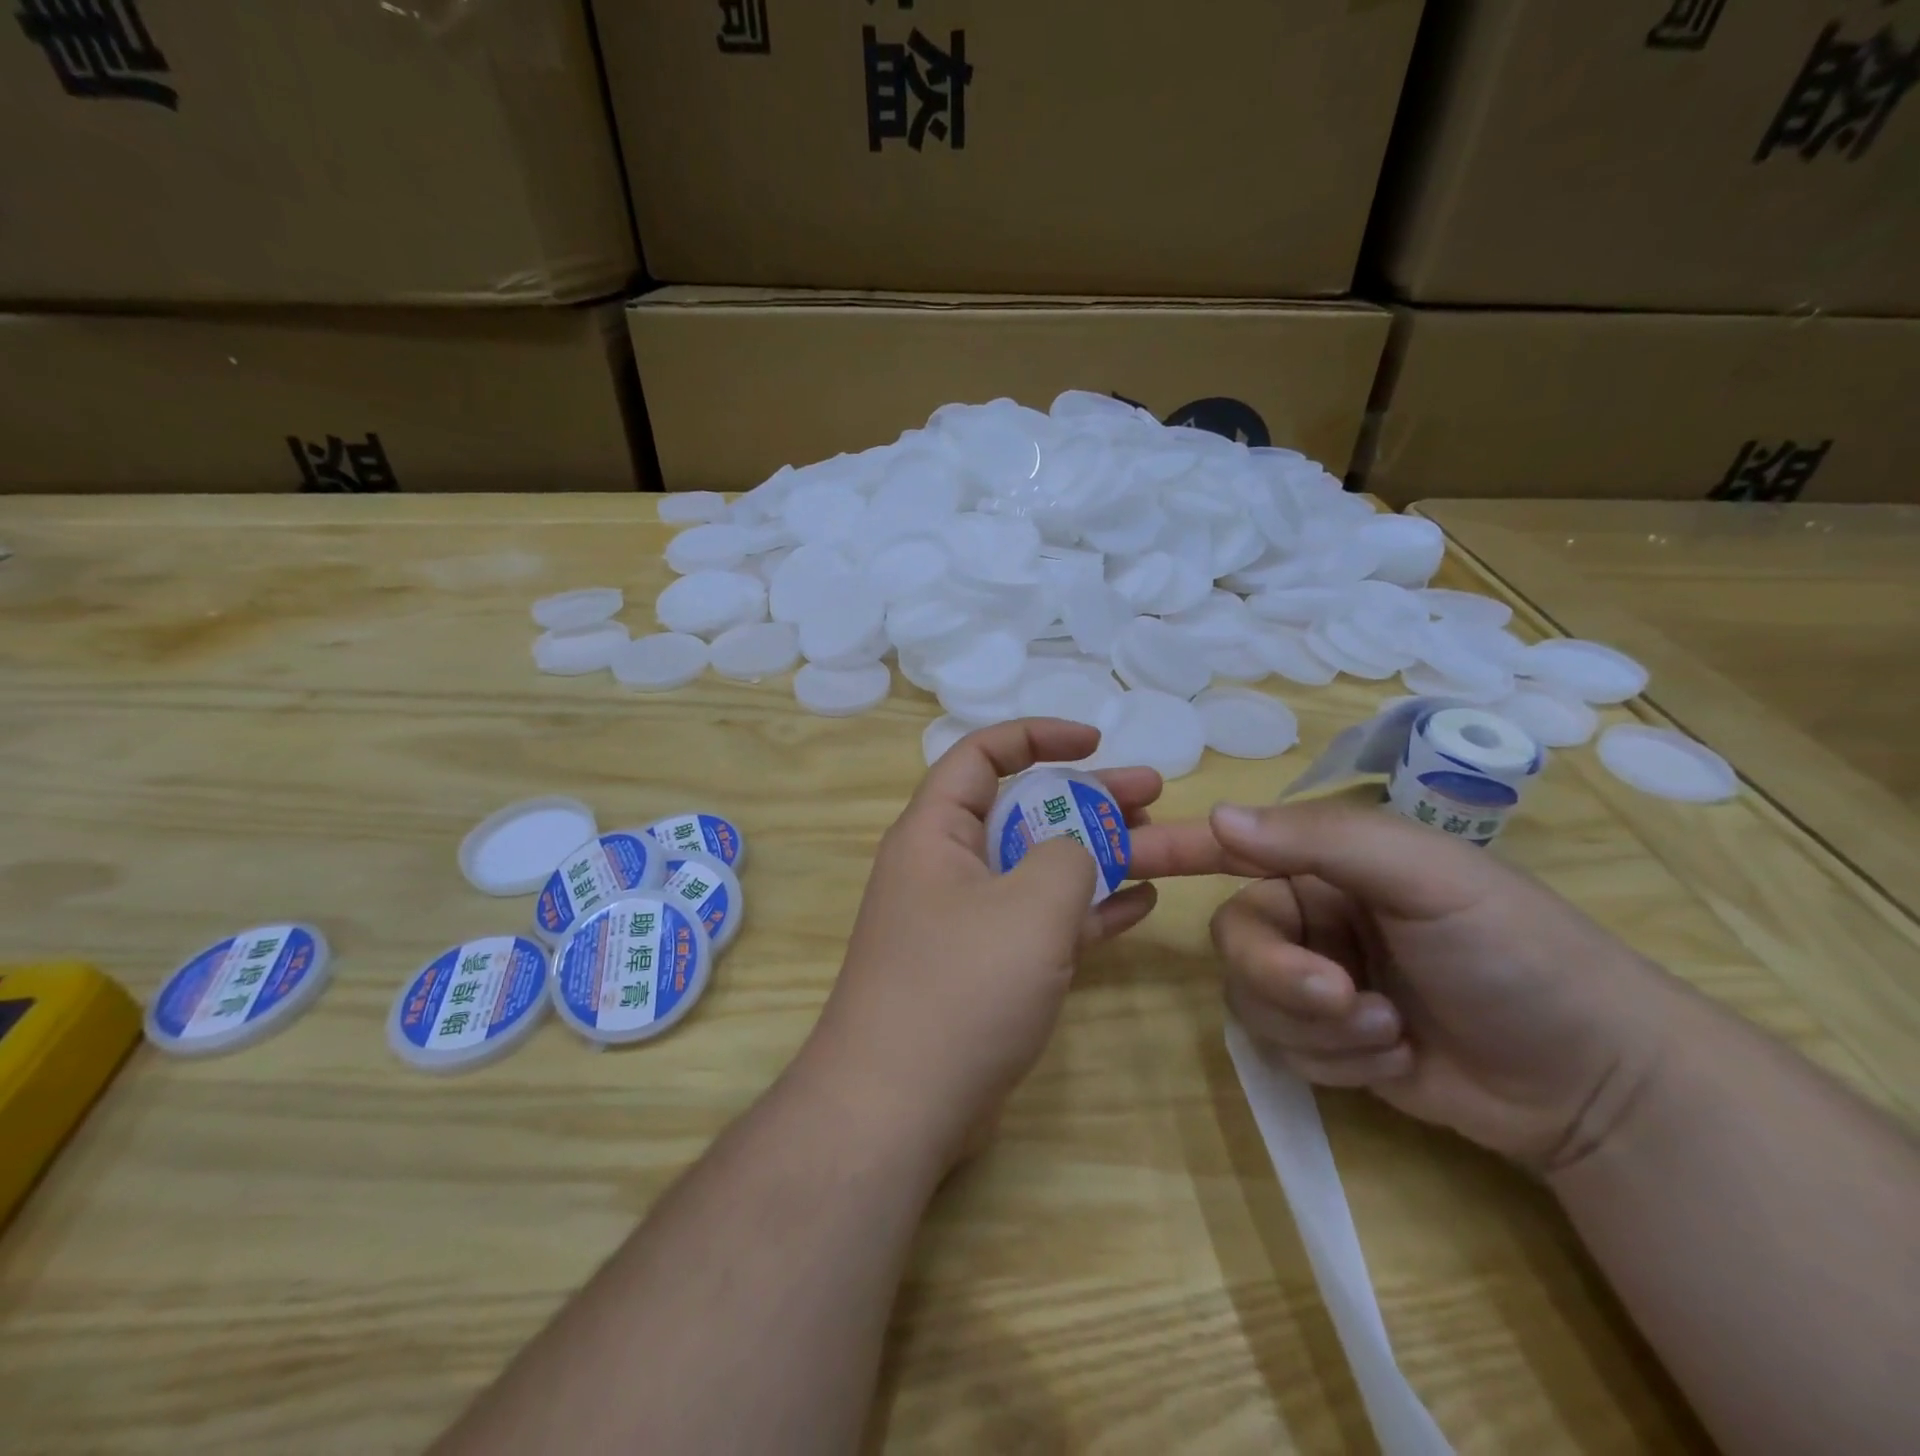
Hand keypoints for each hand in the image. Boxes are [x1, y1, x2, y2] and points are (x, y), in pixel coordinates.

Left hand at [798, 719, 1195, 1170]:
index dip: (1038, 736)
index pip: (982, 755)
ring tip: (1159, 843)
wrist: (897, 1108)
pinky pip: (1039, 922)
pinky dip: (1084, 909)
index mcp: (935, 831)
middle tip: (1151, 794)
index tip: (1095, 742)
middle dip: (1086, 798)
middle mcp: (945, 867)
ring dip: (1094, 853)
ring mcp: (964, 921)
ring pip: (1036, 868)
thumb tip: (1072, 849)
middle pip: (1021, 811)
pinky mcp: (983, 969)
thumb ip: (1067, 855)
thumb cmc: (960, 987)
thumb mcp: (1030, 905)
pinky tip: (1139, 903)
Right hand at [1197, 802, 1682, 1169]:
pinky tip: (1395, 1057)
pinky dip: (1334, 1059)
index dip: (1174, 848)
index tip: (1119, 855)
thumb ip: (1319, 842)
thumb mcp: (1426, 878)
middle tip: (1342, 997)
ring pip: (1252, 1000)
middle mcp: (1311, 917)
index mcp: (1327, 865)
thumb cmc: (1516, 952)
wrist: (1595, 1083)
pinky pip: (1282, 1048)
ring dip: (1317, 1025)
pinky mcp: (1327, 1042)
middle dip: (1281, 976)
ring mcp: (1316, 982)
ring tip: (1390, 1032)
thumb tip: (1219, 818)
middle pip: (1236, 940)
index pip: (1232, 848)